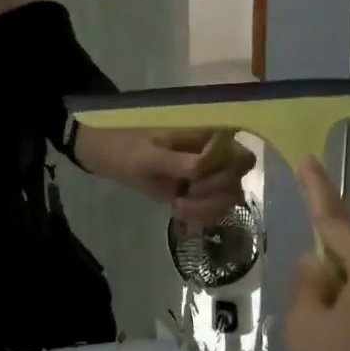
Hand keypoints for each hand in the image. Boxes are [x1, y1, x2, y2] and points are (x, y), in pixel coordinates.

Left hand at [83, 128, 255, 225]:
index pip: (241, 160)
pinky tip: (179, 213)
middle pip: (238, 181)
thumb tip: (207, 167)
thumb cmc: (128, 149)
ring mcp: (210, 173)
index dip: (222, 175)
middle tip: (182, 197)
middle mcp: (217, 153)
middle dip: (213, 195)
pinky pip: (216, 207)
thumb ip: (182, 162)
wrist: (108, 155)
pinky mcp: (200, 190)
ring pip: (230, 198)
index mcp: (210, 135)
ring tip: (178, 207)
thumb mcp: (151, 156)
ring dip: (206, 208)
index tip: (192, 181)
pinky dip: (202, 215)